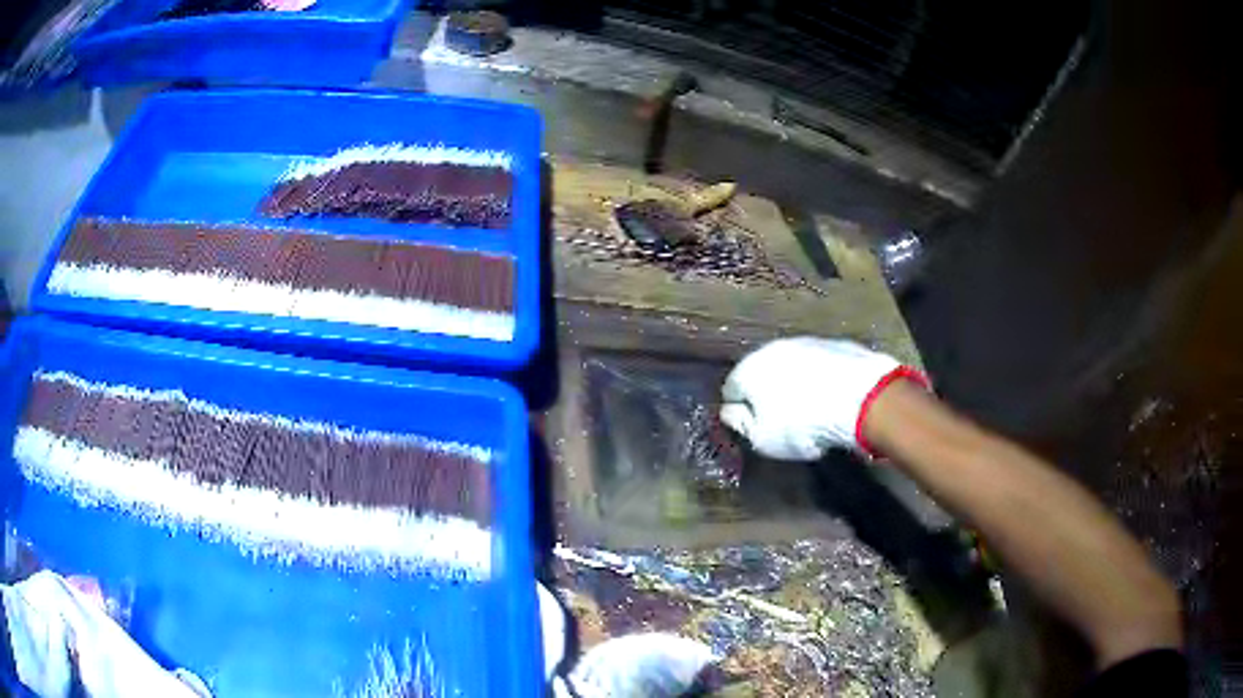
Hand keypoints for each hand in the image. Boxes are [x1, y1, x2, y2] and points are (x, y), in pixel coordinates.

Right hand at [720, 337, 925, 459]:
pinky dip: (821, 378)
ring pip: (792, 365)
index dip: (741, 411)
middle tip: (782, 419)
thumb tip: (729, 412)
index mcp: (749, 369)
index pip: (731, 389)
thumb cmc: (803, 424)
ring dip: (795, 383)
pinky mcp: (836, 344)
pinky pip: (820, 365)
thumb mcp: (762, 439)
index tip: (754, 427)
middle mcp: (773, 348)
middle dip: (767, 393)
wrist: (861, 398)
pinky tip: (833, 398)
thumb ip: (740, 424)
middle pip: (763, 373)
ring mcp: (807, 342)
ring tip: (811, 409)